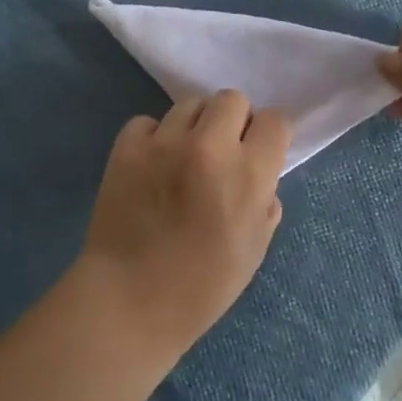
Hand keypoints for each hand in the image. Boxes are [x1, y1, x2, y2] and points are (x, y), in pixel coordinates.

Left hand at [77, 91, 291, 356]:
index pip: (275, 121)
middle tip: (222, 152)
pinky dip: (154, 137)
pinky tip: (151, 165)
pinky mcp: (127, 147)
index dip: (269, 137)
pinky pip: (148, 122)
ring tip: (185, 156)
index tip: (260, 153)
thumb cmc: (202, 287)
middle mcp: (208, 147)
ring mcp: (164, 143)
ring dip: (195, 126)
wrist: (129, 301)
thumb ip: (264, 201)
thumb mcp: (255, 248)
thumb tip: (259, 177)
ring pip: (190, 104)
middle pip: (232, 99)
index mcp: (248, 174)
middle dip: (233, 121)